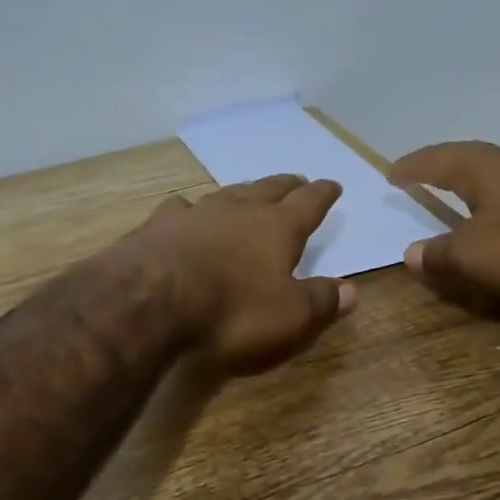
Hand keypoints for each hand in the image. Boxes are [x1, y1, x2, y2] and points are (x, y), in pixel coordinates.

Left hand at [125, 175, 356, 373]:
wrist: (148, 304)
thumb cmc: (231, 313)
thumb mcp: (290, 318)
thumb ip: (322, 302)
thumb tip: (351, 290)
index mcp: (276, 229)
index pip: (308, 204)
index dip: (323, 195)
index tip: (332, 185)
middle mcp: (237, 211)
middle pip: (268, 189)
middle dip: (286, 186)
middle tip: (297, 180)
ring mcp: (194, 215)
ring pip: (225, 194)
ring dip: (242, 192)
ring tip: (248, 192)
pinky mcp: (156, 228)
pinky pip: (180, 209)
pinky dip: (190, 210)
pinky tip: (184, 212)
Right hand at [387, 141, 499, 307]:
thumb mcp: (475, 257)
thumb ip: (439, 256)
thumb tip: (411, 254)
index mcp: (484, 170)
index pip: (437, 161)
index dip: (413, 167)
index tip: (392, 173)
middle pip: (472, 163)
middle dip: (445, 172)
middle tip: (424, 183)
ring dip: (478, 195)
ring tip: (463, 209)